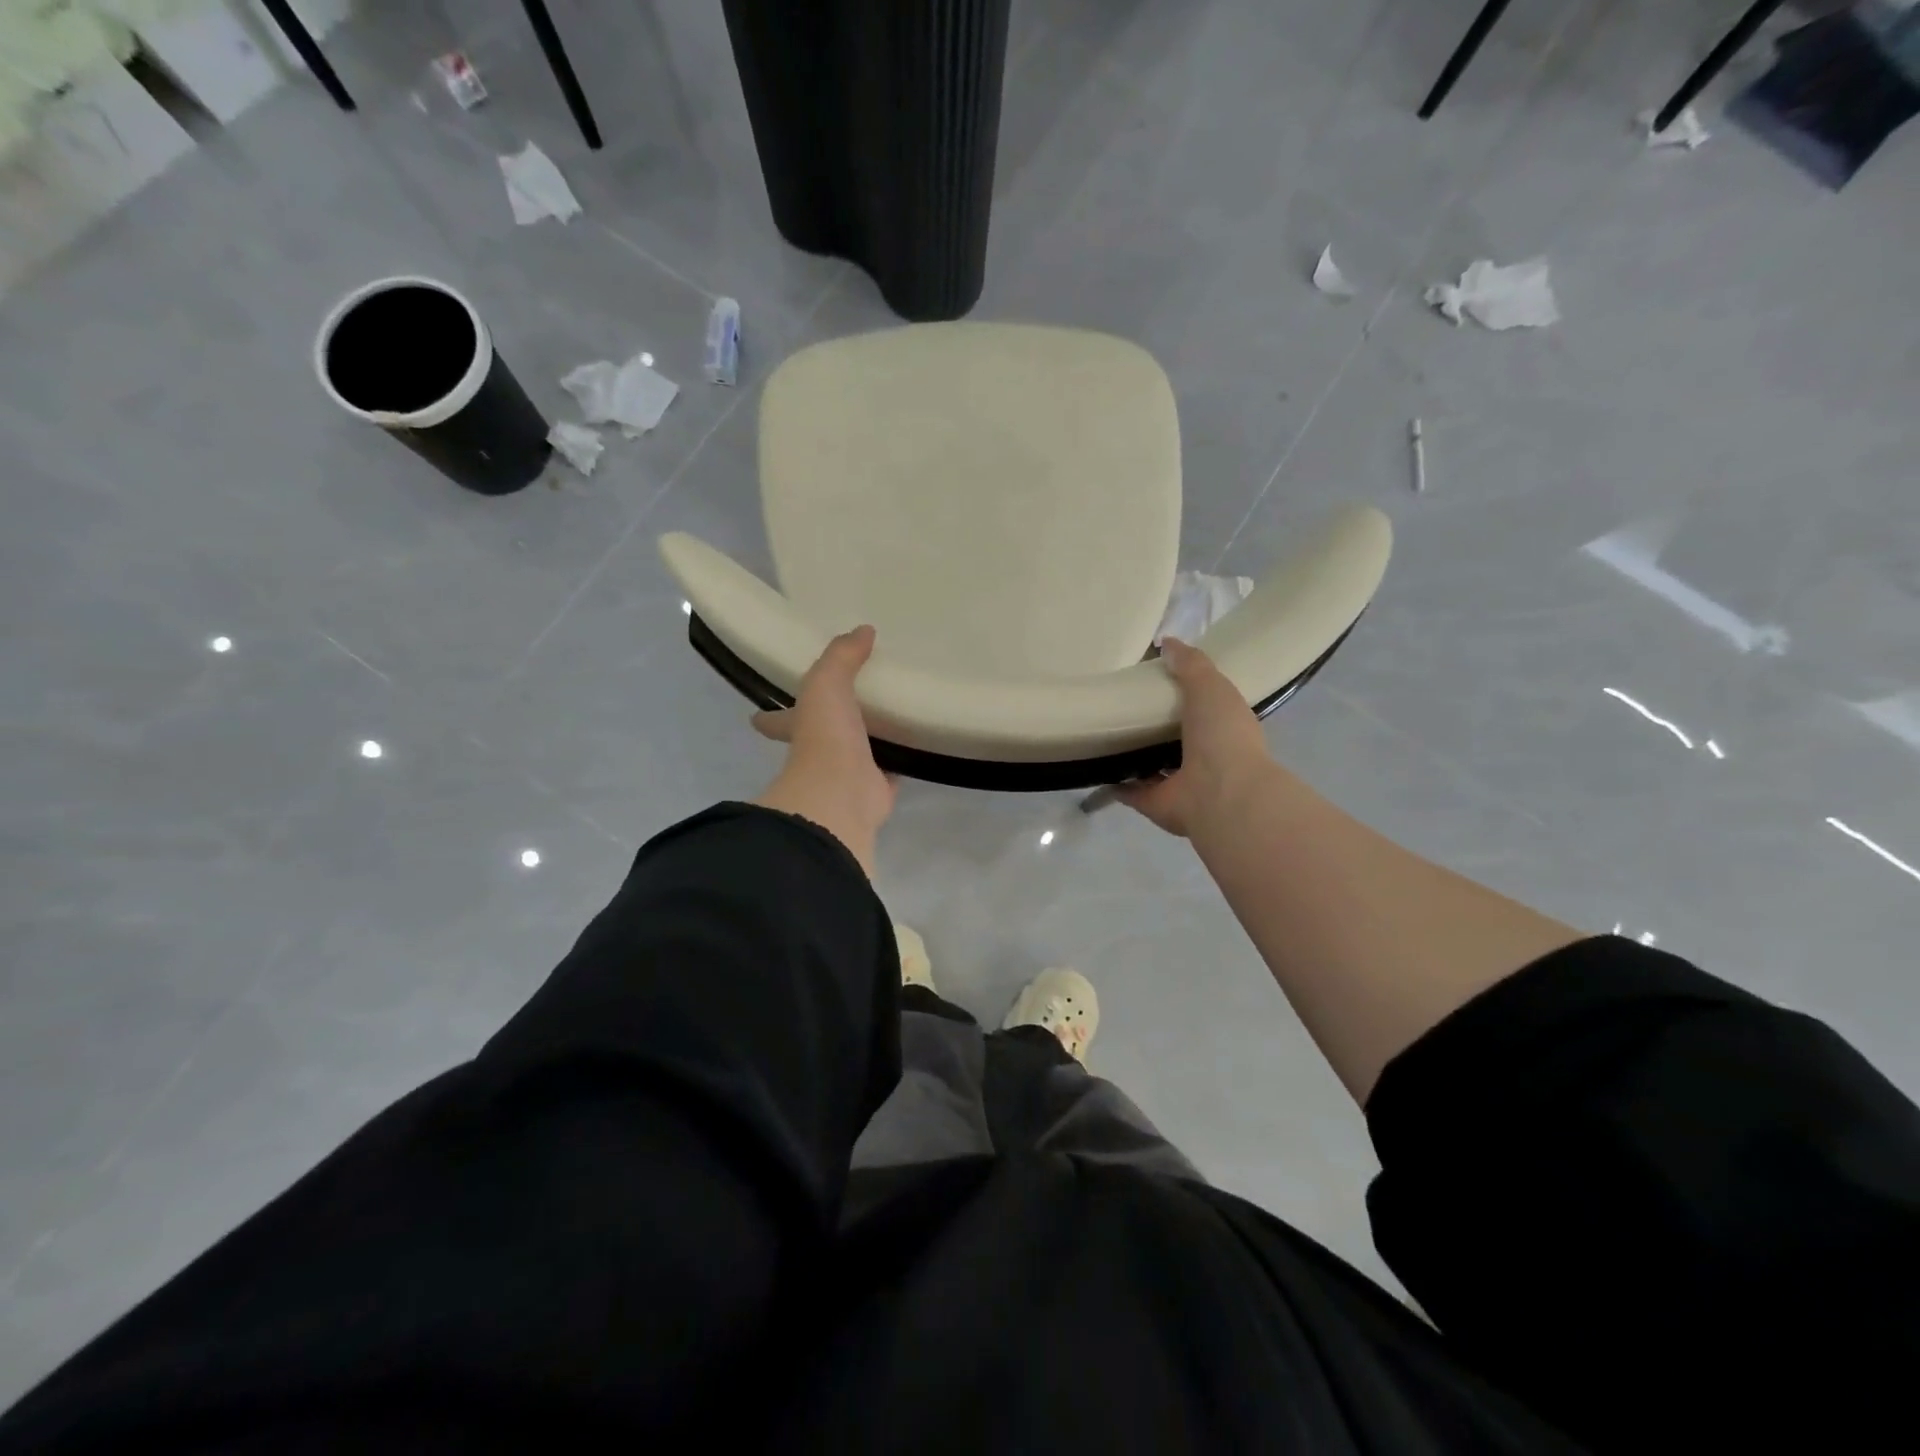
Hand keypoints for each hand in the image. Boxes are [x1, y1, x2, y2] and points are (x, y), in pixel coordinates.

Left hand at [753, 625, 895, 874]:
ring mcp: (849, 772)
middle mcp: (820, 753)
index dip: (771, 715)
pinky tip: (915, 741)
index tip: (759, 712)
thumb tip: (863, 630)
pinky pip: (892, 766)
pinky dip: (901, 756)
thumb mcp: (826, 683)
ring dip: (870, 736)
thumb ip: (841, 656)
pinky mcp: (878, 787)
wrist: (843, 792)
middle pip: (824, 733)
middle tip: (853, 699)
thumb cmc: (825, 736)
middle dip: (831, 722)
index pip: (779, 719)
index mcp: (800, 728)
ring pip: (860, 748)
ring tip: (890, 712)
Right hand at [1115, 638, 1273, 838]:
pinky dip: (1114, 782)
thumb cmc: (1222, 736)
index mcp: (1220, 728)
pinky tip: (1094, 765)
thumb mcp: (1211, 686)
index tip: (1153, 678)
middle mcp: (1202, 757)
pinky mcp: (1153, 802)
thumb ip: (1191, 664)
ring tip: (1102, 732)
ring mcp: (1177, 783)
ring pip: (1150, 765)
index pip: (1199, 707)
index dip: (1180, 693)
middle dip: (1151, 724)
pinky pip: (1129, 790)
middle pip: (1171, 737)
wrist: (1221, 794)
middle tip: (1119, 703)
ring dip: (1132, 754)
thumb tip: (1167, 642)